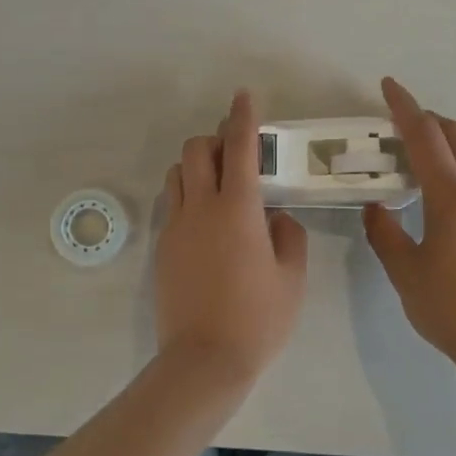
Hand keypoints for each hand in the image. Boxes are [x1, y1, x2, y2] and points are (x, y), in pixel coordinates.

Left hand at [155, 90, 309, 385]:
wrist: (204, 360)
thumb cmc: (258, 319)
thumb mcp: (292, 277)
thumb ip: (288, 236)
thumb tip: (275, 218)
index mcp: (237, 209)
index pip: (239, 148)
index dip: (242, 117)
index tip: (243, 96)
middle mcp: (200, 208)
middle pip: (195, 150)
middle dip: (214, 139)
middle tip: (236, 155)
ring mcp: (175, 228)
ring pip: (176, 175)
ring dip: (196, 167)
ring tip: (219, 187)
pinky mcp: (162, 249)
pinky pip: (171, 205)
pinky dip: (187, 196)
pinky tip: (206, 223)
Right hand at [363, 77, 455, 366]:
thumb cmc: (450, 308)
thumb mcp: (404, 271)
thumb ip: (384, 233)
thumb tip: (376, 208)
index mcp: (452, 197)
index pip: (425, 137)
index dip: (405, 108)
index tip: (389, 86)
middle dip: (428, 119)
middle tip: (400, 124)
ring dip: (453, 139)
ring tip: (428, 154)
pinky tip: (452, 190)